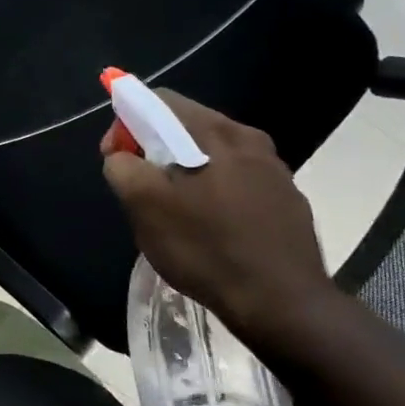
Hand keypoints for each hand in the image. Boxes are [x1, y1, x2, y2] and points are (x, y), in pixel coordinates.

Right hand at [100, 91, 334, 334]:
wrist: (283, 304)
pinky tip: (210, 228)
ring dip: (185, 172)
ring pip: (212, 154)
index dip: (126, 123)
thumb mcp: (145, 207)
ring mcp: (274, 169)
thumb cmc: (206, 248)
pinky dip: (214, 191)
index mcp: (214, 131)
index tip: (117, 160)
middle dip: (154, 149)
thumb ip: (122, 168)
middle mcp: (249, 138)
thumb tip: (122, 157)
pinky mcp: (287, 199)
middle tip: (141, 189)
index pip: (158, 100)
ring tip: (174, 212)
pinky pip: (237, 180)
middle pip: (185, 125)